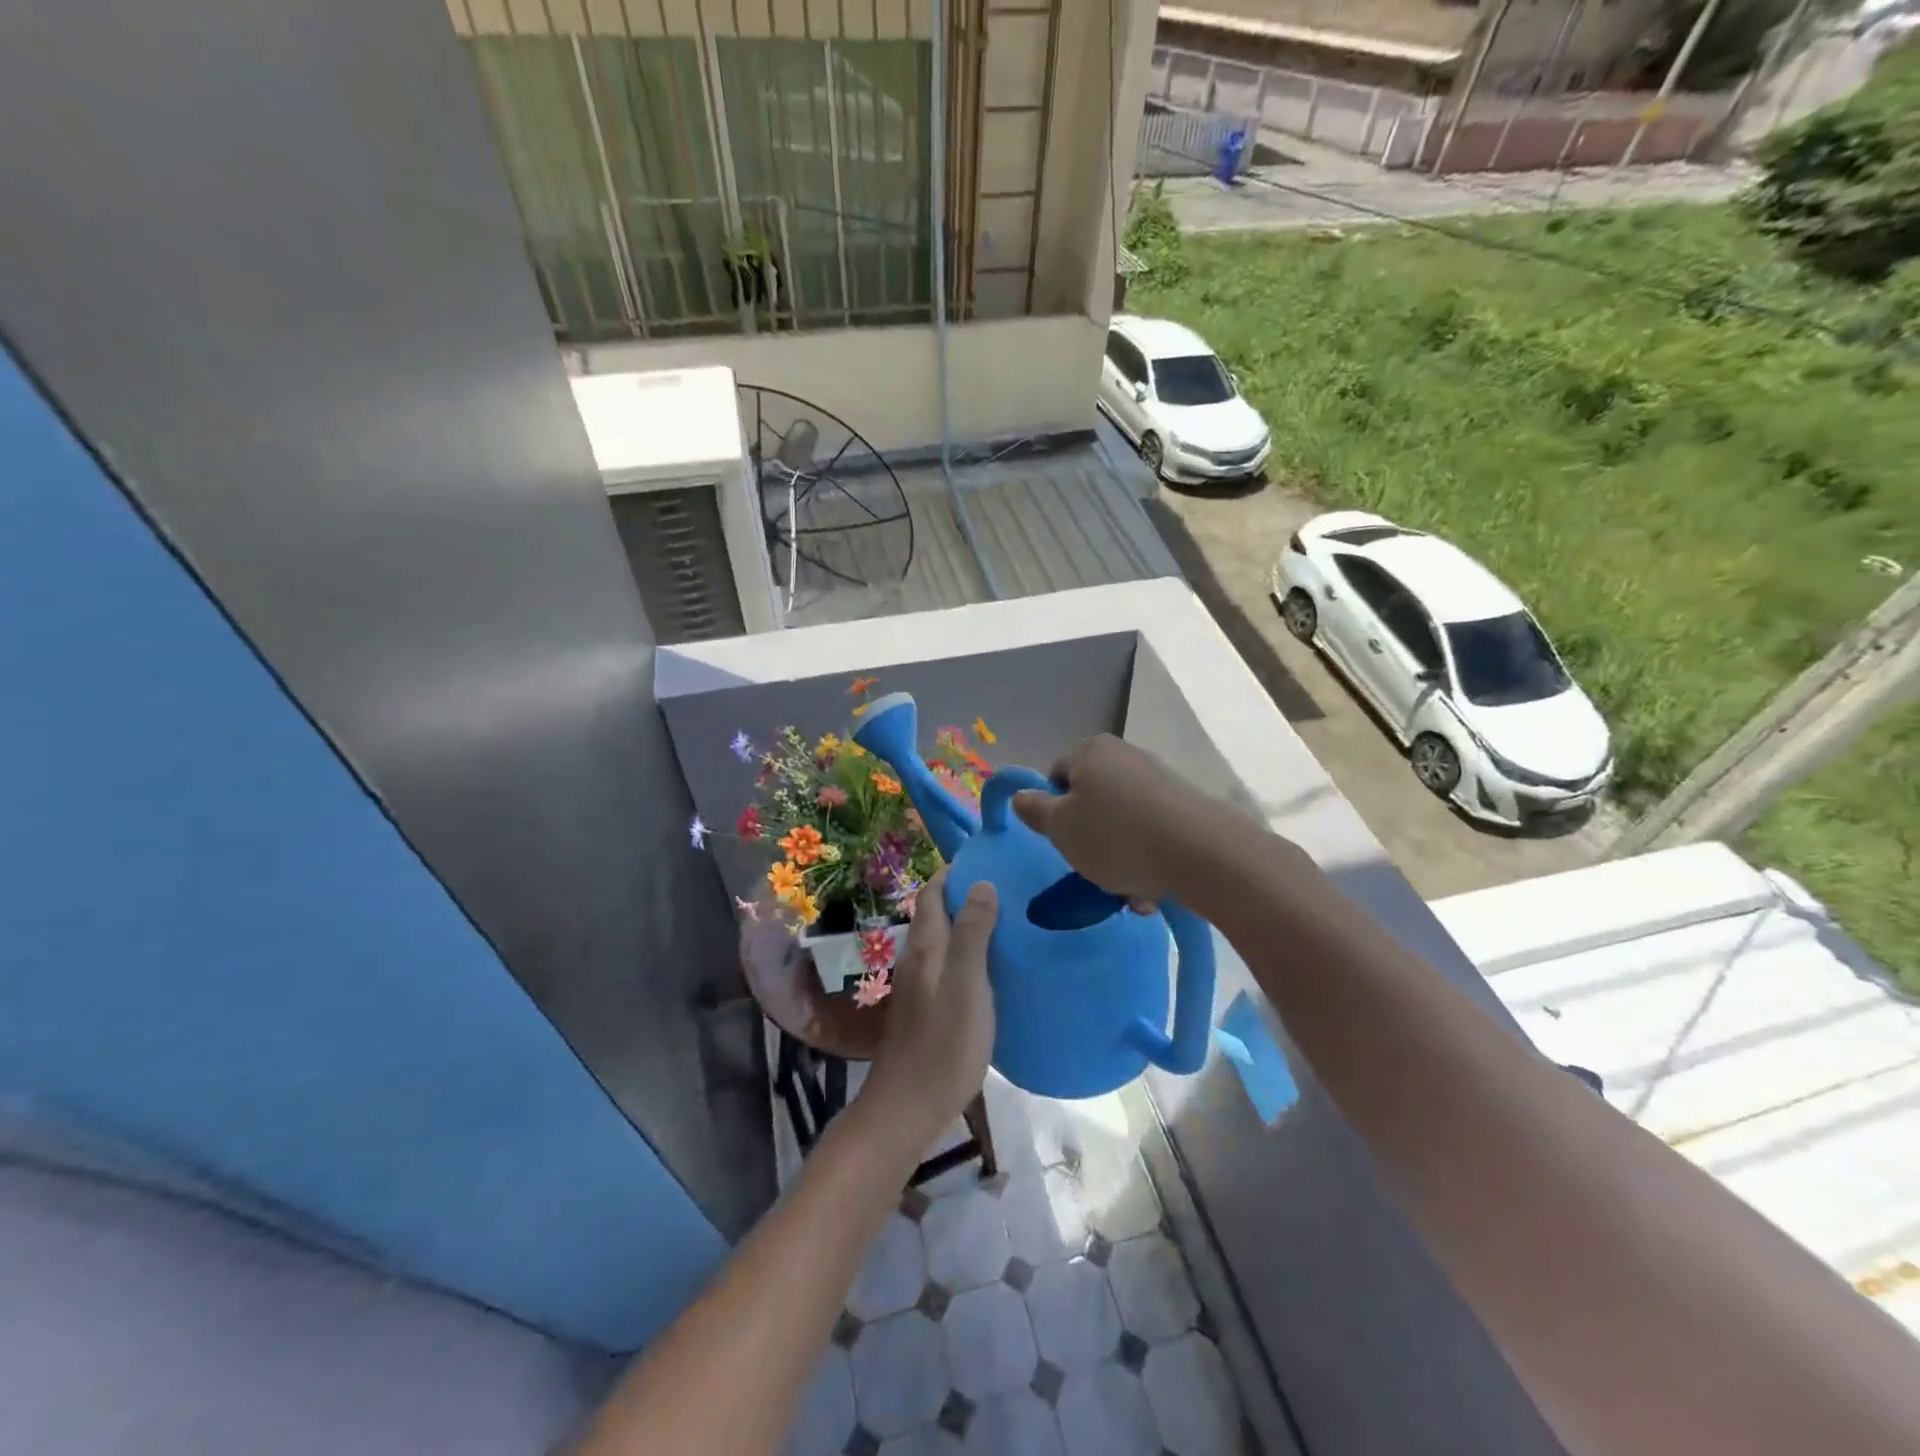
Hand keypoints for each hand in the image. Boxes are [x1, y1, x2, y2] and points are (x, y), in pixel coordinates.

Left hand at [860, 870, 997, 1154]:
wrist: (908, 1106)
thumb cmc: (944, 1043)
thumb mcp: (967, 984)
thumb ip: (973, 933)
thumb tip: (981, 882)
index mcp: (926, 947)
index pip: (933, 894)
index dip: (953, 872)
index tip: (985, 859)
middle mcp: (917, 958)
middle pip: (935, 914)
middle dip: (963, 894)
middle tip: (1005, 886)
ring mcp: (918, 985)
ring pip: (940, 940)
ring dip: (965, 923)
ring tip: (1004, 920)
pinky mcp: (925, 1008)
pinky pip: (945, 964)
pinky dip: (965, 951)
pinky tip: (989, 966)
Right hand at [1011, 735, 1219, 906]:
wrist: (1201, 853)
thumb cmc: (1115, 836)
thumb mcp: (1061, 828)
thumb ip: (1035, 810)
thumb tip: (1021, 796)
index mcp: (1091, 751)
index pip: (1056, 776)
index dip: (1053, 811)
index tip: (1062, 841)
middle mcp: (1125, 756)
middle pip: (1091, 803)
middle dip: (1089, 840)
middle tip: (1091, 869)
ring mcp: (1159, 780)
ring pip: (1122, 824)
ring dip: (1118, 859)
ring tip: (1127, 892)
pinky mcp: (1186, 807)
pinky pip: (1151, 834)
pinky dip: (1146, 860)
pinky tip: (1151, 890)